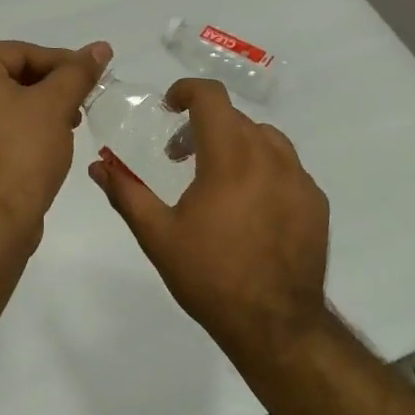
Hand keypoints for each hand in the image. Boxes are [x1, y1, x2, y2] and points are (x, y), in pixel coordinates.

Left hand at [0, 40, 111, 236]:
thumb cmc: (20, 154)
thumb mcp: (55, 105)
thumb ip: (78, 73)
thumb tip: (100, 47)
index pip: (19, 52)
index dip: (60, 61)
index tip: (89, 78)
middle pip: (9, 78)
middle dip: (50, 88)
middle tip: (81, 104)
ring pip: (2, 108)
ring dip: (38, 112)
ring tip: (68, 128)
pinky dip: (20, 134)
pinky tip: (46, 150)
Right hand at [90, 78, 330, 356]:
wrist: (275, 324)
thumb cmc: (210, 276)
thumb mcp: (158, 236)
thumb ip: (126, 193)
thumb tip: (98, 167)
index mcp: (230, 157)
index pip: (212, 98)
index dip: (187, 90)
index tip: (170, 106)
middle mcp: (270, 157)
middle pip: (236, 119)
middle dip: (205, 126)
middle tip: (181, 155)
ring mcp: (299, 179)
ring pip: (266, 139)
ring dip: (238, 144)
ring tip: (218, 178)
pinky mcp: (316, 201)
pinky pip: (288, 168)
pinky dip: (265, 170)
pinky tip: (251, 206)